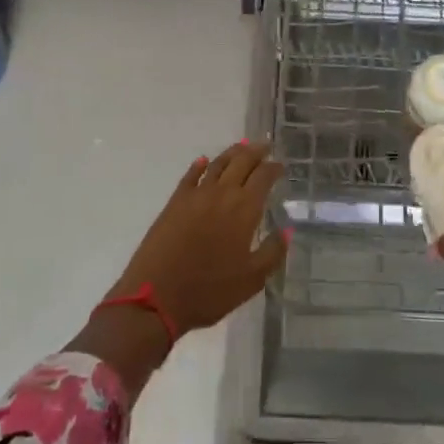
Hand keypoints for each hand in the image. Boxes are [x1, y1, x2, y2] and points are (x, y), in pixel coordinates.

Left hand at [110, 142, 287, 335]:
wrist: (156, 297)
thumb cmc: (209, 291)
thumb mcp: (251, 280)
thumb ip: (273, 252)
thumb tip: (288, 229)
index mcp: (244, 209)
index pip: (263, 177)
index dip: (274, 168)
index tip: (281, 166)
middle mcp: (222, 194)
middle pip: (241, 162)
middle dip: (255, 152)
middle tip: (265, 146)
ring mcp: (195, 196)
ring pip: (217, 164)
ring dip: (231, 153)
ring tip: (241, 147)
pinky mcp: (174, 203)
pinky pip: (190, 176)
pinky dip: (199, 166)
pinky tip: (203, 162)